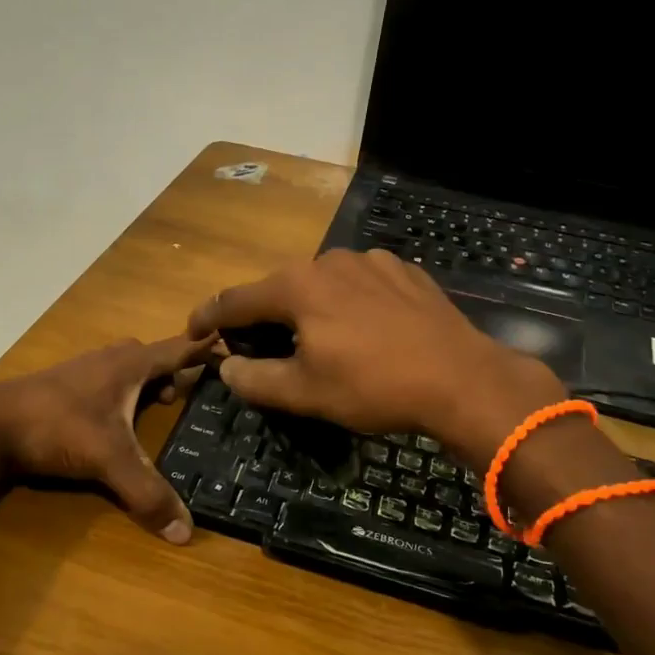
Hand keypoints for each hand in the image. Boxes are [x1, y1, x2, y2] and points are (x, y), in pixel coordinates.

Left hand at [0, 334, 215, 543]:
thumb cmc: (57, 426)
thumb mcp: (108, 459)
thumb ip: (147, 493)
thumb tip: (186, 532)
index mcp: (130, 364)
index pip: (180, 348)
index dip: (208, 349)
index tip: (235, 347)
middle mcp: (109, 358)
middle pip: (152, 355)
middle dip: (175, 369)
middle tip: (192, 393)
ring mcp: (83, 369)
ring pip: (126, 367)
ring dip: (146, 381)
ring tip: (158, 407)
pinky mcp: (62, 384)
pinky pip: (105, 380)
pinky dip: (120, 392)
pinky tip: (114, 419)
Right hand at [188, 249, 566, 467]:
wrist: (462, 378)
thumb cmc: (374, 386)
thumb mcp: (305, 393)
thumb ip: (256, 379)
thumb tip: (227, 367)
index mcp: (296, 287)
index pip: (235, 300)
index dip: (208, 317)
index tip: (192, 331)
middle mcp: (328, 261)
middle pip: (279, 289)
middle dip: (263, 317)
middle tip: (259, 348)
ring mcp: (370, 261)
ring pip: (322, 284)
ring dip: (309, 309)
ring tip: (319, 341)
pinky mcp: (404, 272)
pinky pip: (361, 285)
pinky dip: (349, 304)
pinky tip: (366, 331)